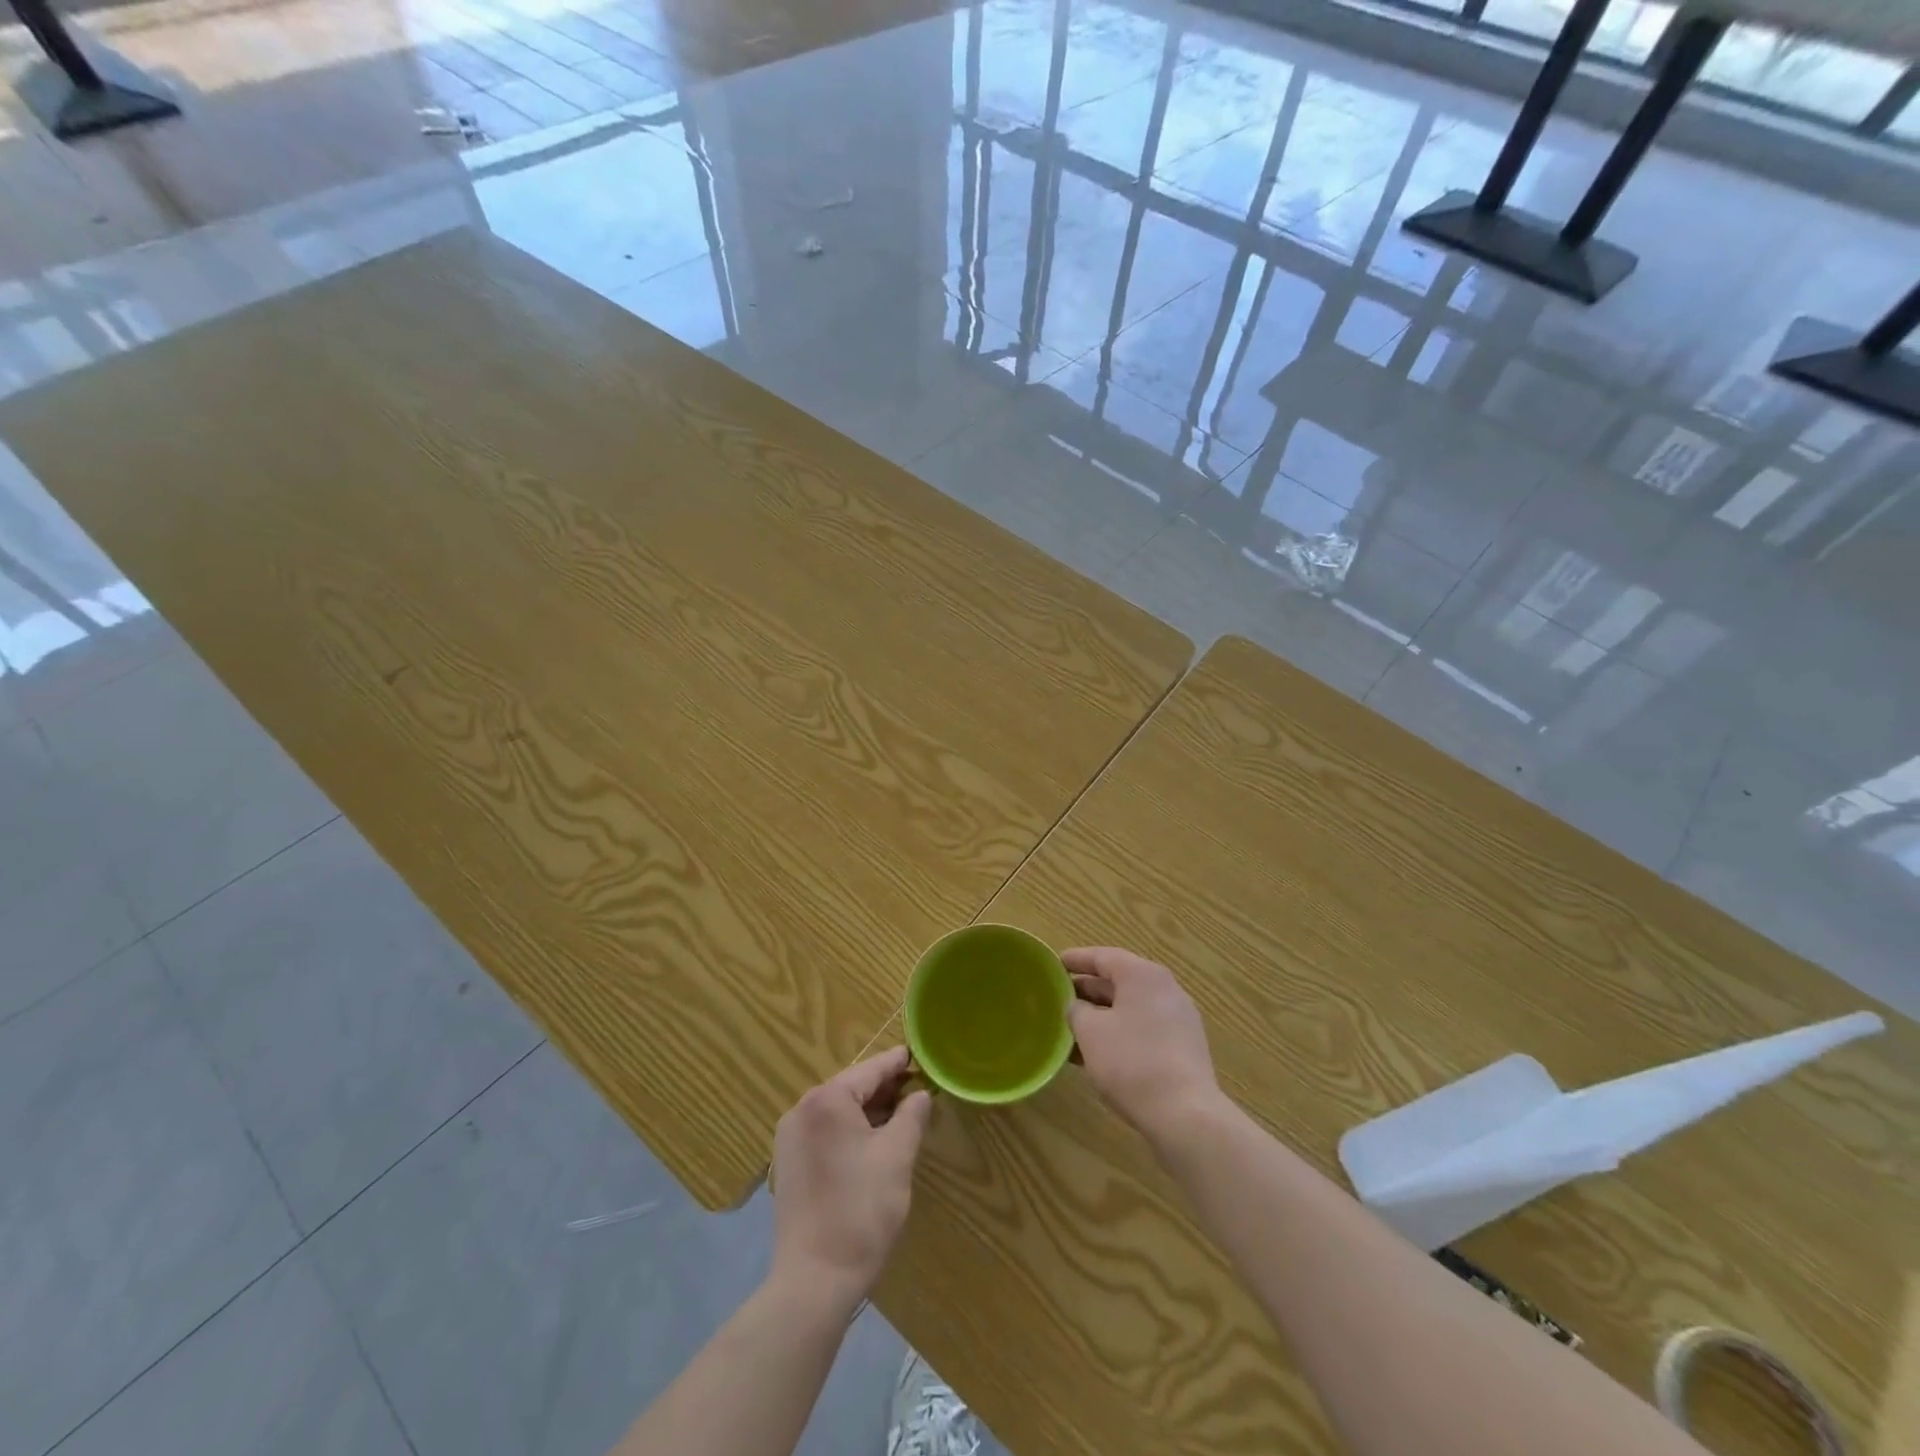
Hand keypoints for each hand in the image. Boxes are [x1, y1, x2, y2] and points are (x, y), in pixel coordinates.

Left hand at [769, 1046, 930, 1314]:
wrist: (814, 1282)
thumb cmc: (861, 1211)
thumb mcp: (897, 1157)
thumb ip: (911, 1116)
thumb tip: (920, 1095)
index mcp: (827, 1100)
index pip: (871, 1069)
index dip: (900, 1063)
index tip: (922, 1056)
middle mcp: (802, 1109)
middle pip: (852, 1087)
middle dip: (886, 1089)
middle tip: (920, 1089)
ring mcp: (791, 1137)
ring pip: (839, 1111)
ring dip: (870, 1111)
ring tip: (903, 1115)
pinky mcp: (790, 1163)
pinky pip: (826, 1131)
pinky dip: (851, 1130)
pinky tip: (875, 1142)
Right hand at [1066, 947, 1221, 1142]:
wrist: (1185, 1115)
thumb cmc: (1131, 1062)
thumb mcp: (1090, 1032)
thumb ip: (1077, 1011)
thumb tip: (1077, 1007)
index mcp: (1143, 975)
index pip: (1103, 956)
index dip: (1076, 959)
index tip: (1054, 964)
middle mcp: (1165, 989)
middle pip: (1119, 981)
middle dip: (1088, 990)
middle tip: (1060, 998)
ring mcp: (1178, 1020)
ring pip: (1131, 1008)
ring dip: (1102, 1016)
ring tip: (1073, 1029)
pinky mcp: (1183, 1048)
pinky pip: (1144, 1029)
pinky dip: (1119, 1033)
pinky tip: (1098, 1054)